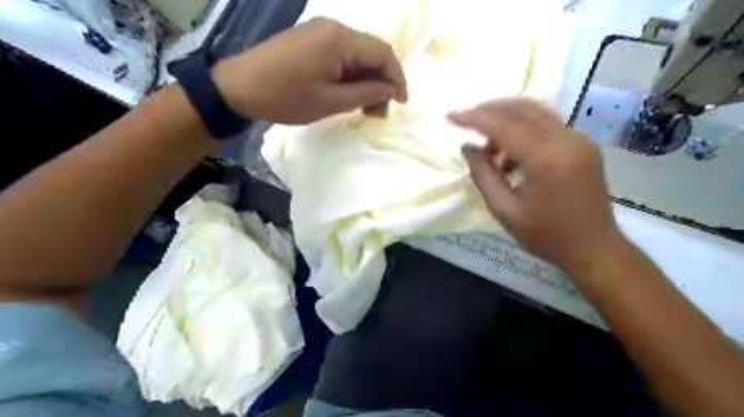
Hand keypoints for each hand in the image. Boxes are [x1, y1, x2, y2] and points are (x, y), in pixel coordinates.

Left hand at [210, 17, 406, 122]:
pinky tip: (349, 96)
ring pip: (357, 57)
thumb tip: (390, 90)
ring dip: (366, 82)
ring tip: (364, 110)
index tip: (401, 103)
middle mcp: (333, 28)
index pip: (383, 53)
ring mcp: (320, 32)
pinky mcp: (311, 41)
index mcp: (339, 39)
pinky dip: (350, 77)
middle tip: (377, 113)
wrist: (238, 88)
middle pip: (371, 53)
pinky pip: (341, 57)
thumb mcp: (330, 101)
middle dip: (381, 84)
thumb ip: (365, 94)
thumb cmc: (285, 97)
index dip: (397, 78)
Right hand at [447, 96, 625, 274]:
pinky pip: (546, 124)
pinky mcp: (583, 143)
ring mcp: (578, 139)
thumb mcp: (504, 210)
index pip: (503, 126)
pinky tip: (510, 153)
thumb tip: (467, 147)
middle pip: (521, 109)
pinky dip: (523, 129)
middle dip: (488, 110)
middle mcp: (566, 139)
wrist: (594, 248)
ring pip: (535, 112)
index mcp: (545, 159)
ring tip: (487, 147)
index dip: (473, 118)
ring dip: (505, 119)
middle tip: (465, 120)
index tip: (450, 116)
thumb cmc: (546, 235)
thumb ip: (482, 174)